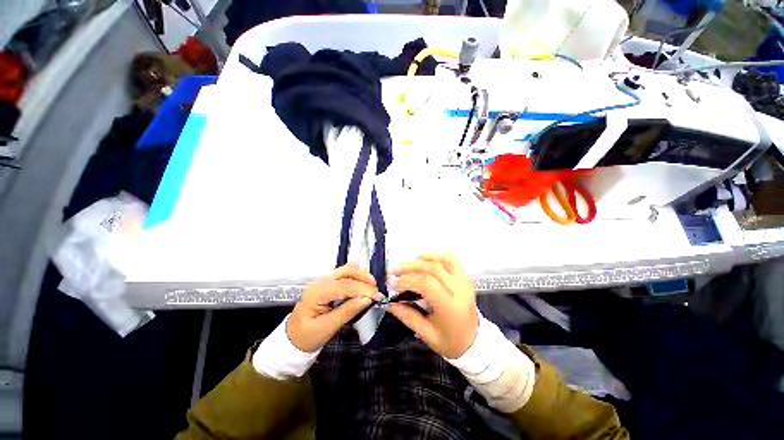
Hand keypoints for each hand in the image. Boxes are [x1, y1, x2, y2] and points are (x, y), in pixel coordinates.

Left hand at [287, 264, 383, 351]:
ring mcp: (323, 280)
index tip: (378, 296)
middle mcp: (320, 282)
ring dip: (361, 275)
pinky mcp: (327, 283)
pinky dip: (356, 277)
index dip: (363, 289)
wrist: (293, 338)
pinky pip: (344, 274)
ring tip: (373, 286)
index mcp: (317, 293)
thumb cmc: (308, 336)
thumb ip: (347, 311)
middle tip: (377, 290)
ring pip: (346, 270)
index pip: (345, 285)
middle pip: (346, 271)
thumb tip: (367, 299)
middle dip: (364, 278)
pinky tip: (363, 283)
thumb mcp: (327, 328)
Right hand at [386, 254, 478, 358]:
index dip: (408, 280)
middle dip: (411, 267)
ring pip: (444, 261)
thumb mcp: (427, 335)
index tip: (393, 284)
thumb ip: (407, 317)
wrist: (475, 343)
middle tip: (395, 271)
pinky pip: (452, 261)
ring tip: (409, 264)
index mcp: (450, 307)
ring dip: (424, 259)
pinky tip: (426, 260)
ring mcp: (465, 282)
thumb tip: (390, 303)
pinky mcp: (465, 279)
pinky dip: (438, 256)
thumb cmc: (450, 342)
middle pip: (434, 269)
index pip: (428, 284)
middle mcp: (460, 291)